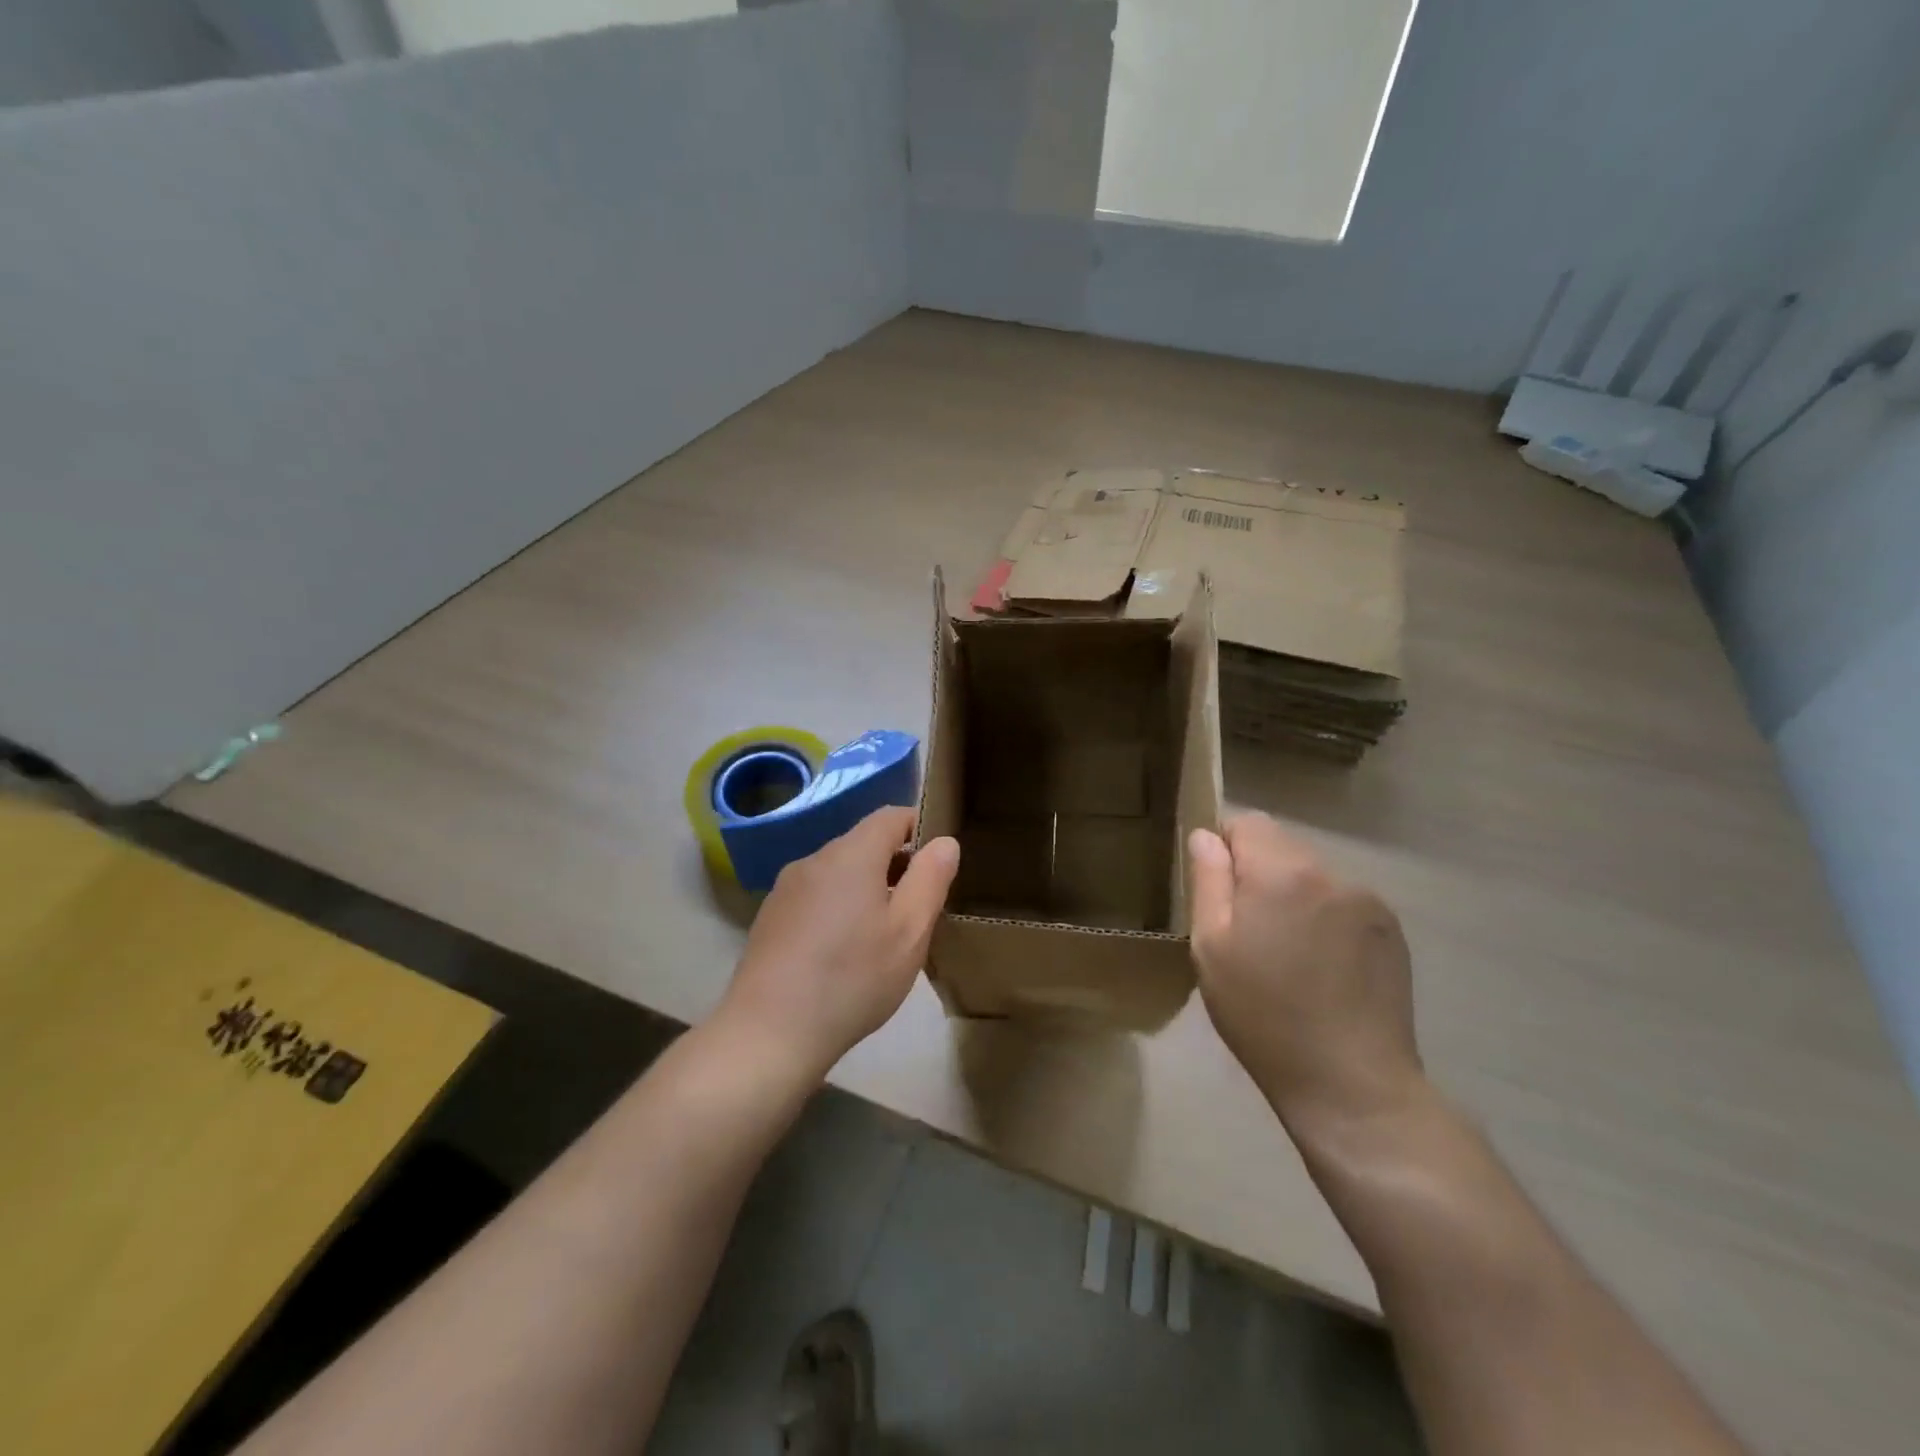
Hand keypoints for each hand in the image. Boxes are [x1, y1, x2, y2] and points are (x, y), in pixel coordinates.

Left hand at [717, 807, 959, 1083]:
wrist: (768, 1033)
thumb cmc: (852, 979)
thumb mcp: (909, 932)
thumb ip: (930, 879)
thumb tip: (945, 841)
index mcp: (851, 854)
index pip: (890, 816)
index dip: (919, 827)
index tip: (938, 860)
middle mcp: (814, 860)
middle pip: (862, 843)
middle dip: (894, 863)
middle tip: (918, 907)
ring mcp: (786, 889)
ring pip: (838, 872)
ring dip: (865, 888)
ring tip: (882, 934)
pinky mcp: (770, 917)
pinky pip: (815, 896)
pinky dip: (837, 908)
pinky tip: (842, 953)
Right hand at [1188, 813, 1421, 1133]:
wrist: (1351, 1083)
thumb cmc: (1263, 1014)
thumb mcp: (1211, 947)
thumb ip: (1208, 881)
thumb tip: (1206, 836)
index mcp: (1283, 872)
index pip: (1248, 823)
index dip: (1225, 849)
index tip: (1219, 895)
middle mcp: (1331, 873)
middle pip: (1282, 846)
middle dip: (1259, 874)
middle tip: (1248, 932)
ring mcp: (1368, 901)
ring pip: (1312, 875)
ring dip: (1292, 896)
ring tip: (1287, 954)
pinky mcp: (1391, 930)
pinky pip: (1342, 902)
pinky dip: (1323, 918)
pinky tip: (1321, 966)